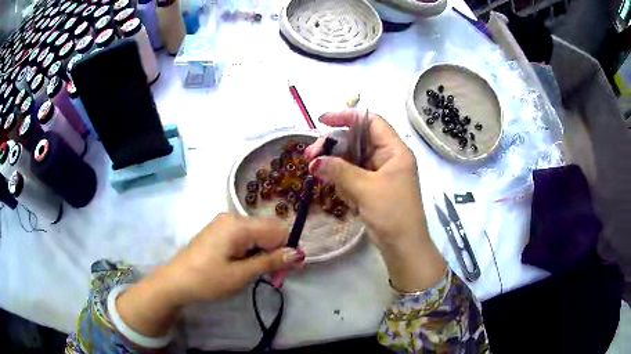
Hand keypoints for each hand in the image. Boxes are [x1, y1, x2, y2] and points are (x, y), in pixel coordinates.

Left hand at [116, 214, 304, 338]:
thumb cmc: (207, 280)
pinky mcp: (219, 231)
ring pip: (257, 234)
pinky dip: (250, 251)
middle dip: (274, 251)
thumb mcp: (241, 275)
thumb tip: (298, 254)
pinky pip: (244, 237)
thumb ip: (271, 262)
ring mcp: (224, 223)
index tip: (283, 270)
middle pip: (267, 230)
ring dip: (262, 253)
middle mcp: (232, 218)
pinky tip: (242, 265)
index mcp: (238, 225)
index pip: (277, 229)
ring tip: (252, 273)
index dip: (285, 248)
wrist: (175, 282)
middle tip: (270, 276)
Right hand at [305, 110, 445, 291]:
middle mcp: (387, 158)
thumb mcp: (366, 189)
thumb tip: (314, 162)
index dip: (347, 117)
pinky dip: (343, 183)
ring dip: (336, 168)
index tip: (322, 121)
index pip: (370, 122)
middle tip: (310, 157)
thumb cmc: (392, 213)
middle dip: (334, 148)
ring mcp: (379, 174)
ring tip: (322, 177)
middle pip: (356, 141)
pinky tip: (344, 196)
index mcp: (394, 150)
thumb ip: (339, 171)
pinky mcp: (372, 188)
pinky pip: (352, 177)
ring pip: (351, 160)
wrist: (403, 246)